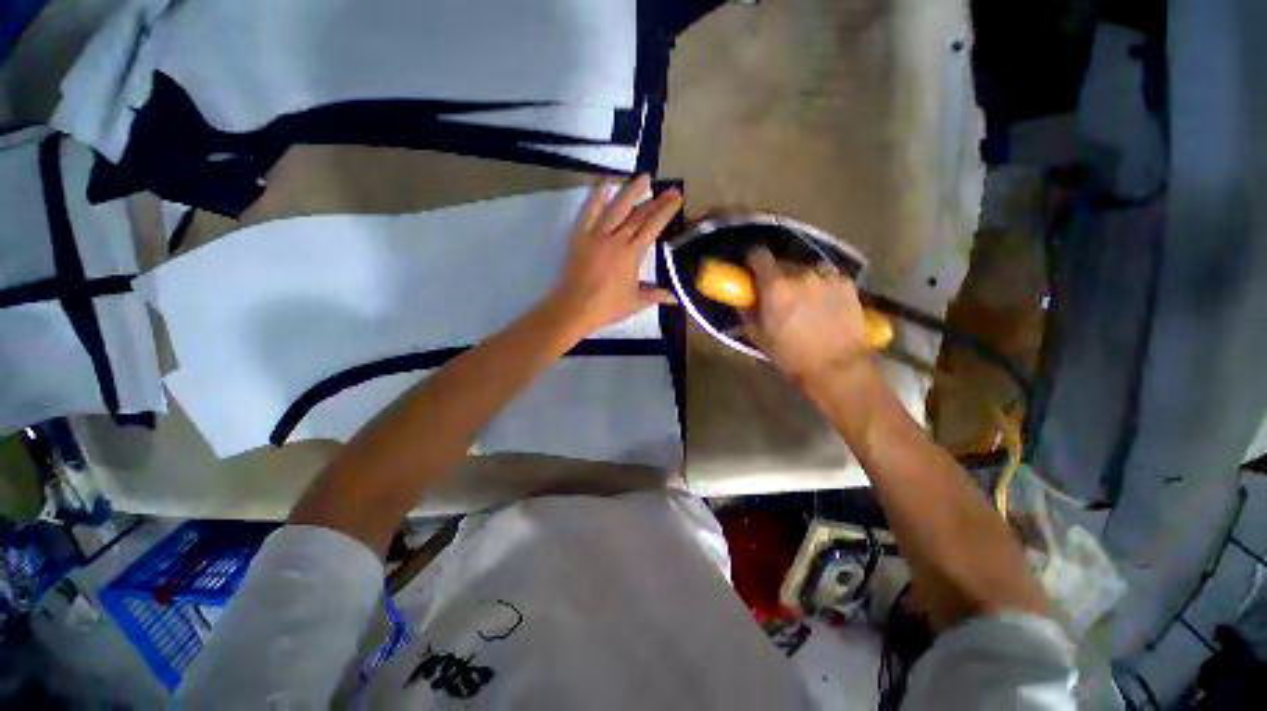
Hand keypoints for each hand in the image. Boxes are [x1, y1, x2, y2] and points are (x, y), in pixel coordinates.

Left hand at [549, 175, 681, 333]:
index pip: (652, 228)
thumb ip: (655, 295)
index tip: (676, 199)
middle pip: (639, 216)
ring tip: (643, 177)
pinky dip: (596, 197)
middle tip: (669, 189)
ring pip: (616, 208)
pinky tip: (604, 183)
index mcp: (632, 254)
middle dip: (655, 201)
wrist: (575, 307)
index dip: (665, 212)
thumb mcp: (635, 302)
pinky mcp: (580, 236)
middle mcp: (617, 239)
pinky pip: (589, 212)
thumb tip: (675, 298)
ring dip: (631, 192)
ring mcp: (597, 235)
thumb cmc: (607, 306)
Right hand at [744, 248, 870, 380]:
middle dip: (778, 275)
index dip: (753, 261)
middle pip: (783, 263)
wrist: (838, 368)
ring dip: (801, 279)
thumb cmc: (791, 356)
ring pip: (807, 269)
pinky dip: (823, 285)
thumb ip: (747, 314)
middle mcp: (801, 274)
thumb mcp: (759, 337)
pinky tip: (826, 303)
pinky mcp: (847, 283)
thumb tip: (744, 302)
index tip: (752, 271)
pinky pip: (828, 277)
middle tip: (779, 294)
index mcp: (775, 286)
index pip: (759, 255)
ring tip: (805, 299)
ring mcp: (827, 277)